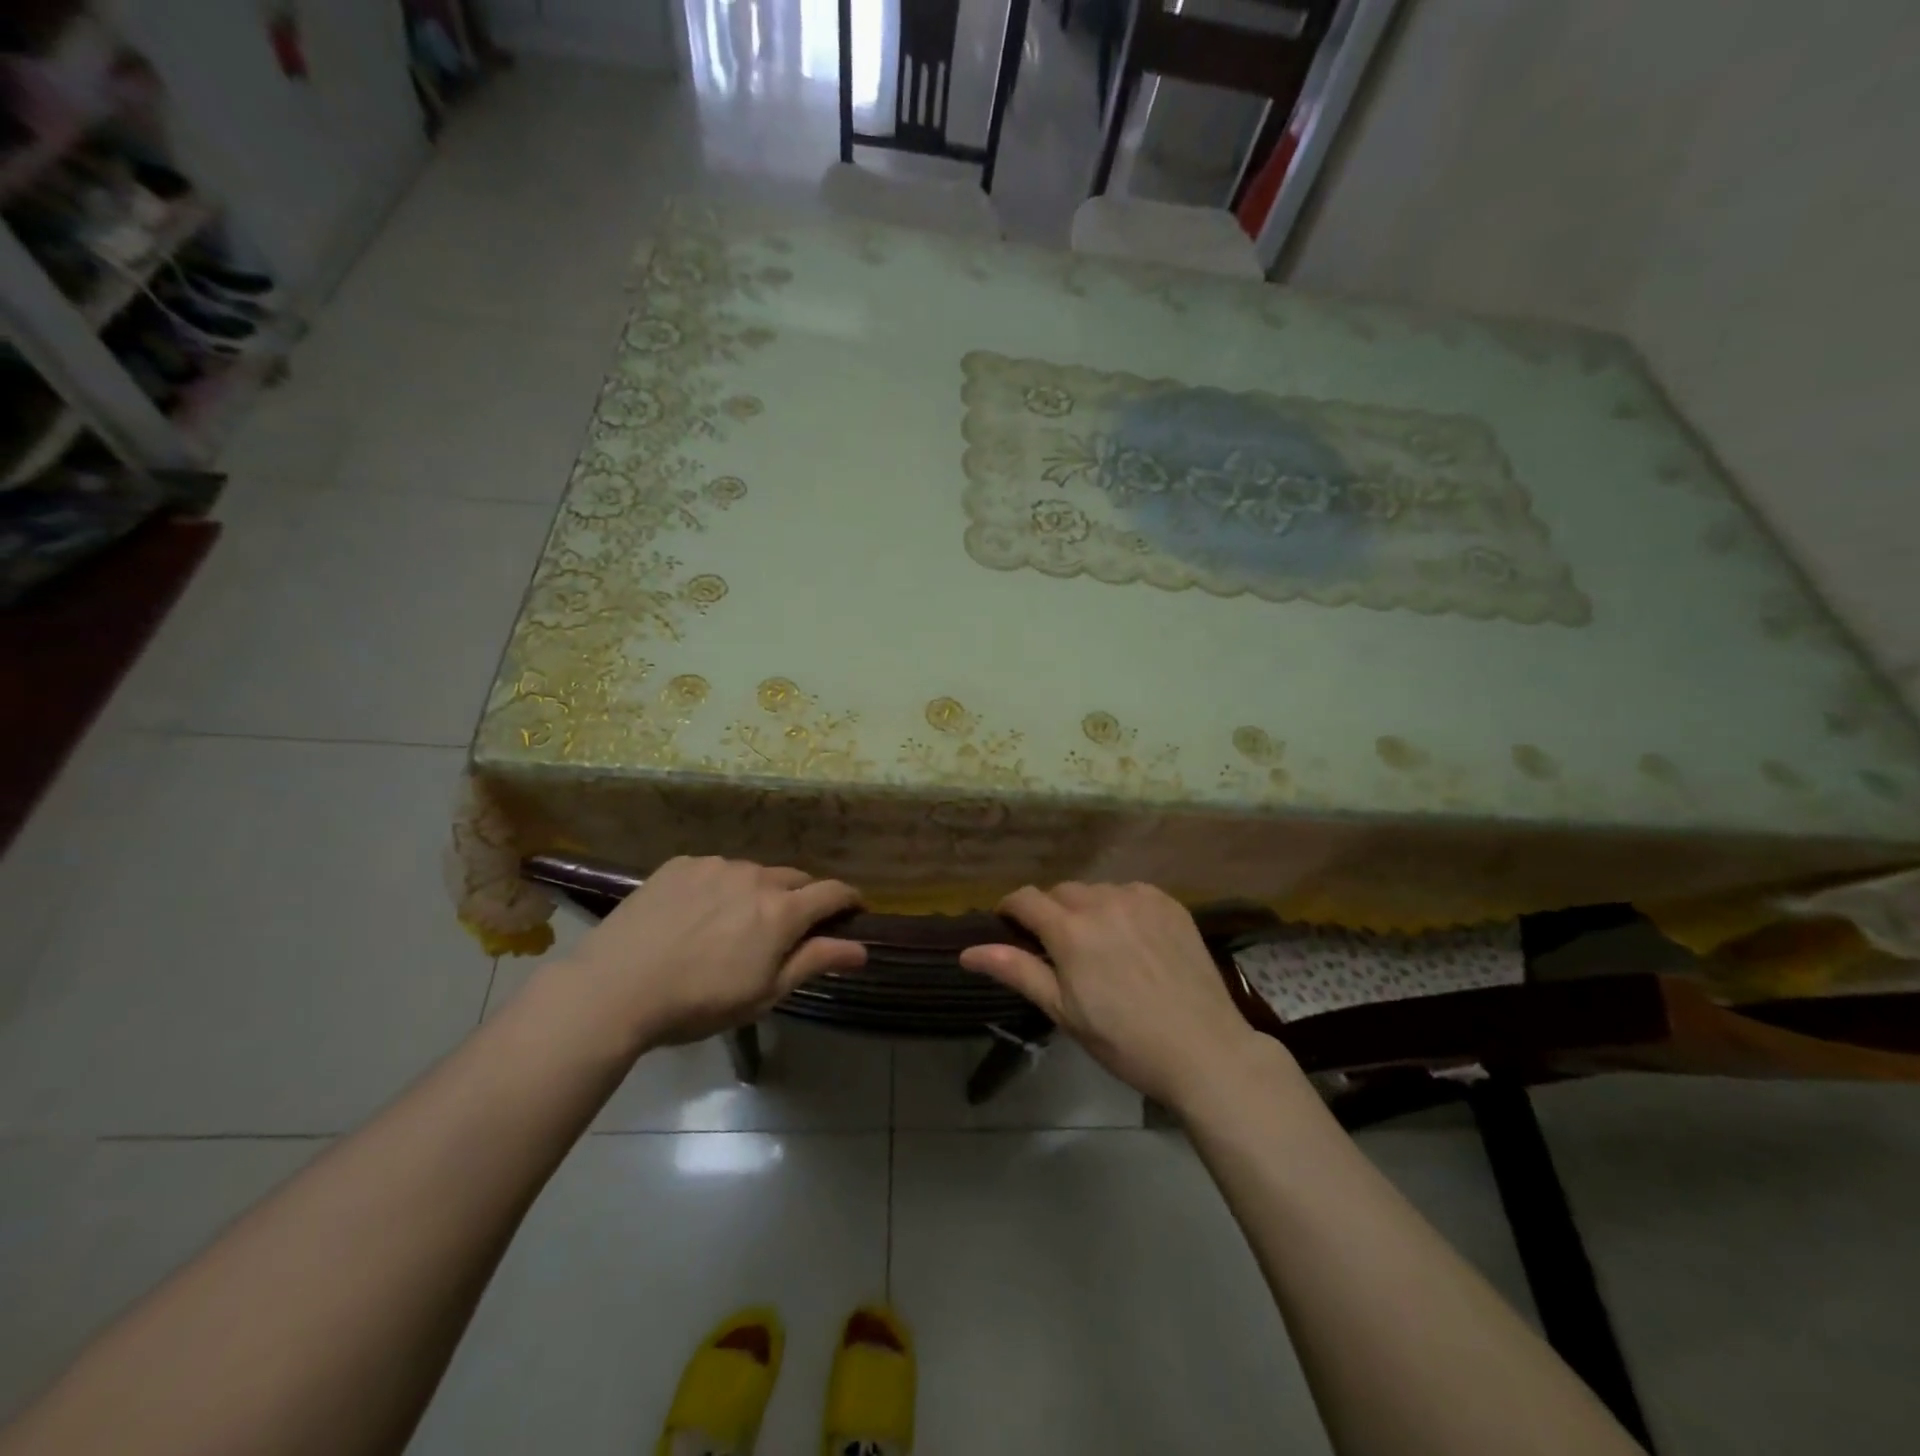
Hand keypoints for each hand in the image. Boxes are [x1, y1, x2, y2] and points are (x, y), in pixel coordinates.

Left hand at [559, 857, 865, 1048]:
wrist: (614, 988)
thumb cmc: (699, 1002)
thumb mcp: (764, 994)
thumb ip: (815, 962)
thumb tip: (862, 949)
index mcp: (782, 911)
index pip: (832, 892)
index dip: (848, 900)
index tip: (852, 910)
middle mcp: (756, 877)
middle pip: (795, 878)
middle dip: (801, 898)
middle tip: (785, 929)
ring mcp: (716, 865)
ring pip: (753, 873)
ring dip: (757, 892)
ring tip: (732, 923)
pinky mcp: (681, 864)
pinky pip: (715, 869)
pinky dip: (719, 886)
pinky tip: (696, 914)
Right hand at [959, 882, 1280, 1109]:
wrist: (1204, 1049)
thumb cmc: (1124, 1040)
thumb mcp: (1063, 1011)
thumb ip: (1017, 971)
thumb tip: (968, 952)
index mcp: (1070, 930)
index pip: (1025, 899)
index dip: (1011, 910)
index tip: (1010, 927)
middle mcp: (1102, 901)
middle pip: (1061, 892)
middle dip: (1051, 912)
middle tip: (1059, 949)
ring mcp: (1140, 898)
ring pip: (1097, 890)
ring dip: (1087, 908)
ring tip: (1099, 945)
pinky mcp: (1169, 903)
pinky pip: (1131, 892)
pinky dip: (1121, 907)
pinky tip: (1132, 939)